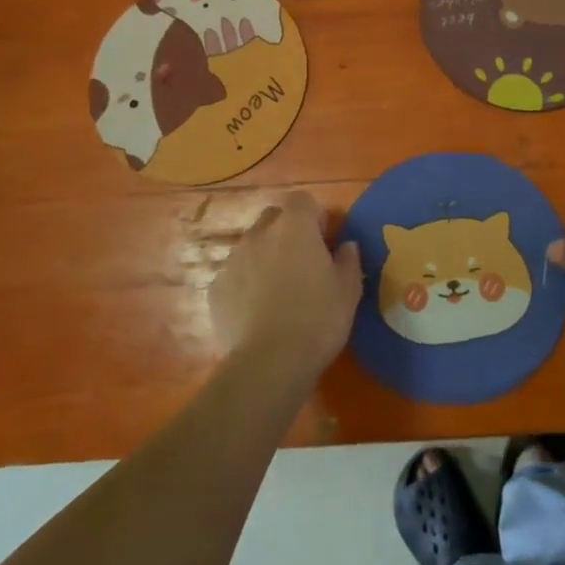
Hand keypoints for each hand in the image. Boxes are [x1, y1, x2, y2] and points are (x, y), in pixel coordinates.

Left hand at [209, 192, 361, 377]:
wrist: (268, 363)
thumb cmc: (318, 319)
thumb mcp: (348, 290)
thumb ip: (348, 259)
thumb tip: (345, 246)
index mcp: (295, 227)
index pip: (302, 200)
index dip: (314, 216)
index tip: (324, 241)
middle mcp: (259, 235)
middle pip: (273, 218)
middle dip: (287, 232)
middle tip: (303, 263)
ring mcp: (232, 261)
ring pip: (252, 247)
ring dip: (265, 258)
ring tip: (279, 292)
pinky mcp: (216, 289)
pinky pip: (235, 275)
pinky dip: (246, 284)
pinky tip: (258, 312)